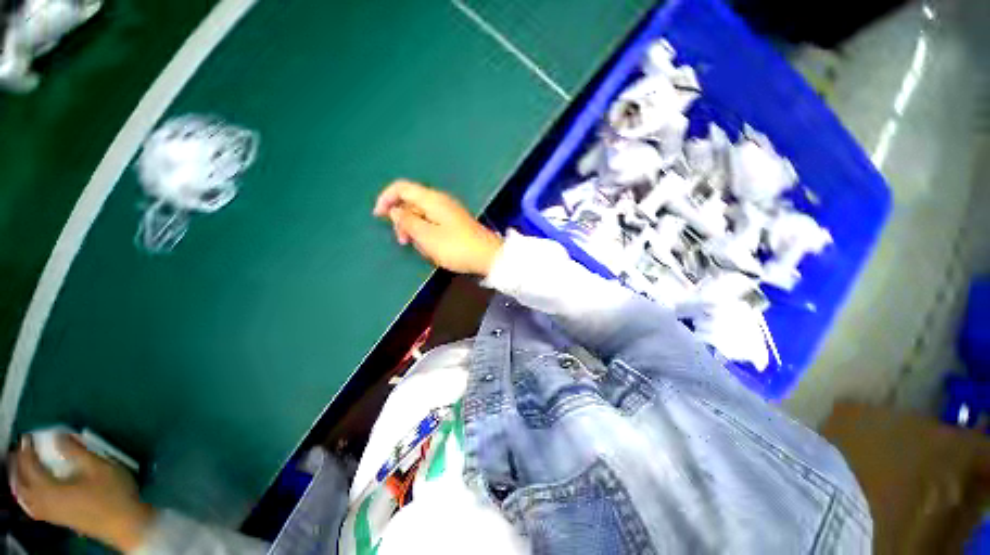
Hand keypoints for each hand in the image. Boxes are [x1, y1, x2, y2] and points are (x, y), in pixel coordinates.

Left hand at [9, 435, 154, 552]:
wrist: (125, 523)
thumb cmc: (112, 494)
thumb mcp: (99, 468)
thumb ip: (77, 452)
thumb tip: (58, 436)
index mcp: (49, 489)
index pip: (29, 467)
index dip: (26, 451)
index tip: (27, 437)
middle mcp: (44, 502)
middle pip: (21, 484)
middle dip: (16, 467)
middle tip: (18, 451)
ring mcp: (51, 513)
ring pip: (25, 498)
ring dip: (19, 481)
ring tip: (20, 469)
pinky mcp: (58, 518)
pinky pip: (32, 506)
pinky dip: (26, 495)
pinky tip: (32, 493)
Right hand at [374, 180, 503, 275]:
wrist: (487, 256)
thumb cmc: (456, 247)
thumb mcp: (427, 236)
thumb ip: (407, 221)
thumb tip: (395, 210)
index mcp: (432, 199)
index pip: (401, 187)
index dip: (386, 198)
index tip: (378, 216)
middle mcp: (440, 201)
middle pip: (411, 202)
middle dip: (402, 219)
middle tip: (403, 241)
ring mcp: (449, 212)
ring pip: (421, 214)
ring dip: (414, 229)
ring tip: (420, 248)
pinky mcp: (454, 223)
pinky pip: (432, 223)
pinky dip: (426, 233)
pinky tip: (431, 247)